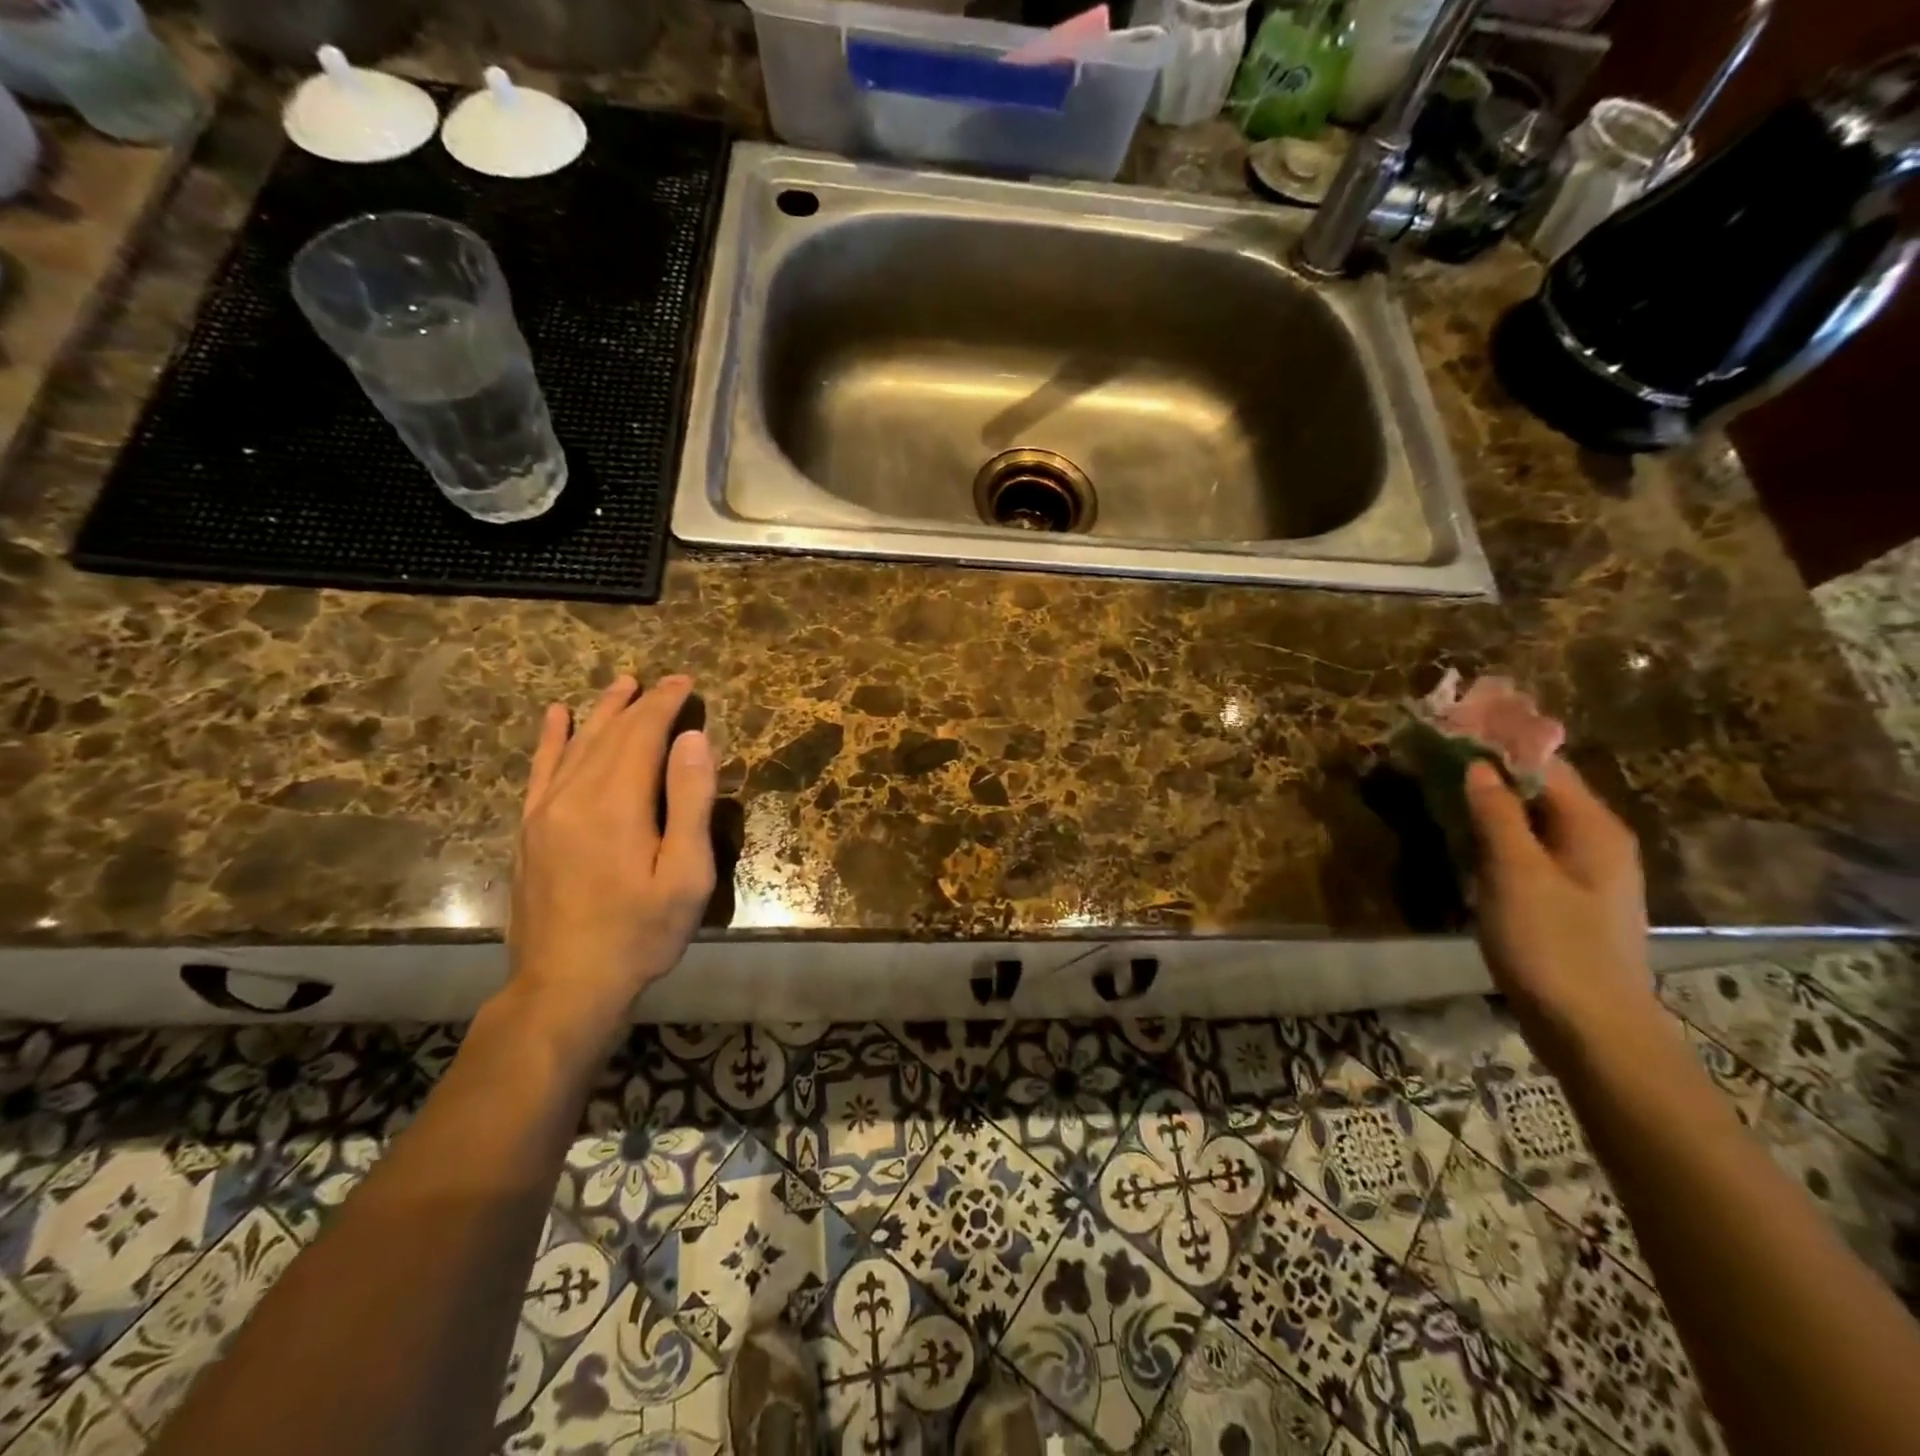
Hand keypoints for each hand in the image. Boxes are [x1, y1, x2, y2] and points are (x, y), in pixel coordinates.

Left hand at [507, 675, 716, 1046]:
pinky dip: (551, 739)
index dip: (665, 704)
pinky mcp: (530, 831)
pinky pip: (541, 771)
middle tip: (666, 680)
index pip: (642, 734)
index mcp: (617, 804)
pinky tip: (556, 717)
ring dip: (601, 712)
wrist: (564, 986)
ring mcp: (544, 812)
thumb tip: (692, 739)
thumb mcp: (686, 875)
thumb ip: (690, 802)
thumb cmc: (640, 934)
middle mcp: (574, 796)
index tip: (686, 681)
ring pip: (576, 745)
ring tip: (621, 685)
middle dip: (641, 703)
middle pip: (610, 734)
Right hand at [1464, 757, 1656, 1060]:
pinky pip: (1526, 849)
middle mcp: (1595, 841)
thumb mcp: (1517, 874)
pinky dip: (1494, 834)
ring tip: (1438, 787)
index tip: (1450, 727)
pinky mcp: (1563, 899)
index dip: (1499, 742)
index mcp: (1594, 828)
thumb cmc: (1553, 945)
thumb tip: (1478, 765)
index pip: (1545, 763)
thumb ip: (1498, 815)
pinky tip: (1462, 837)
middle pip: (1539, 789)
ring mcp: (1582, 873)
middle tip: (1433, 756)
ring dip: (1488, 802)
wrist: (1591, 1030)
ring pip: (1529, 820)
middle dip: (1489, 770)